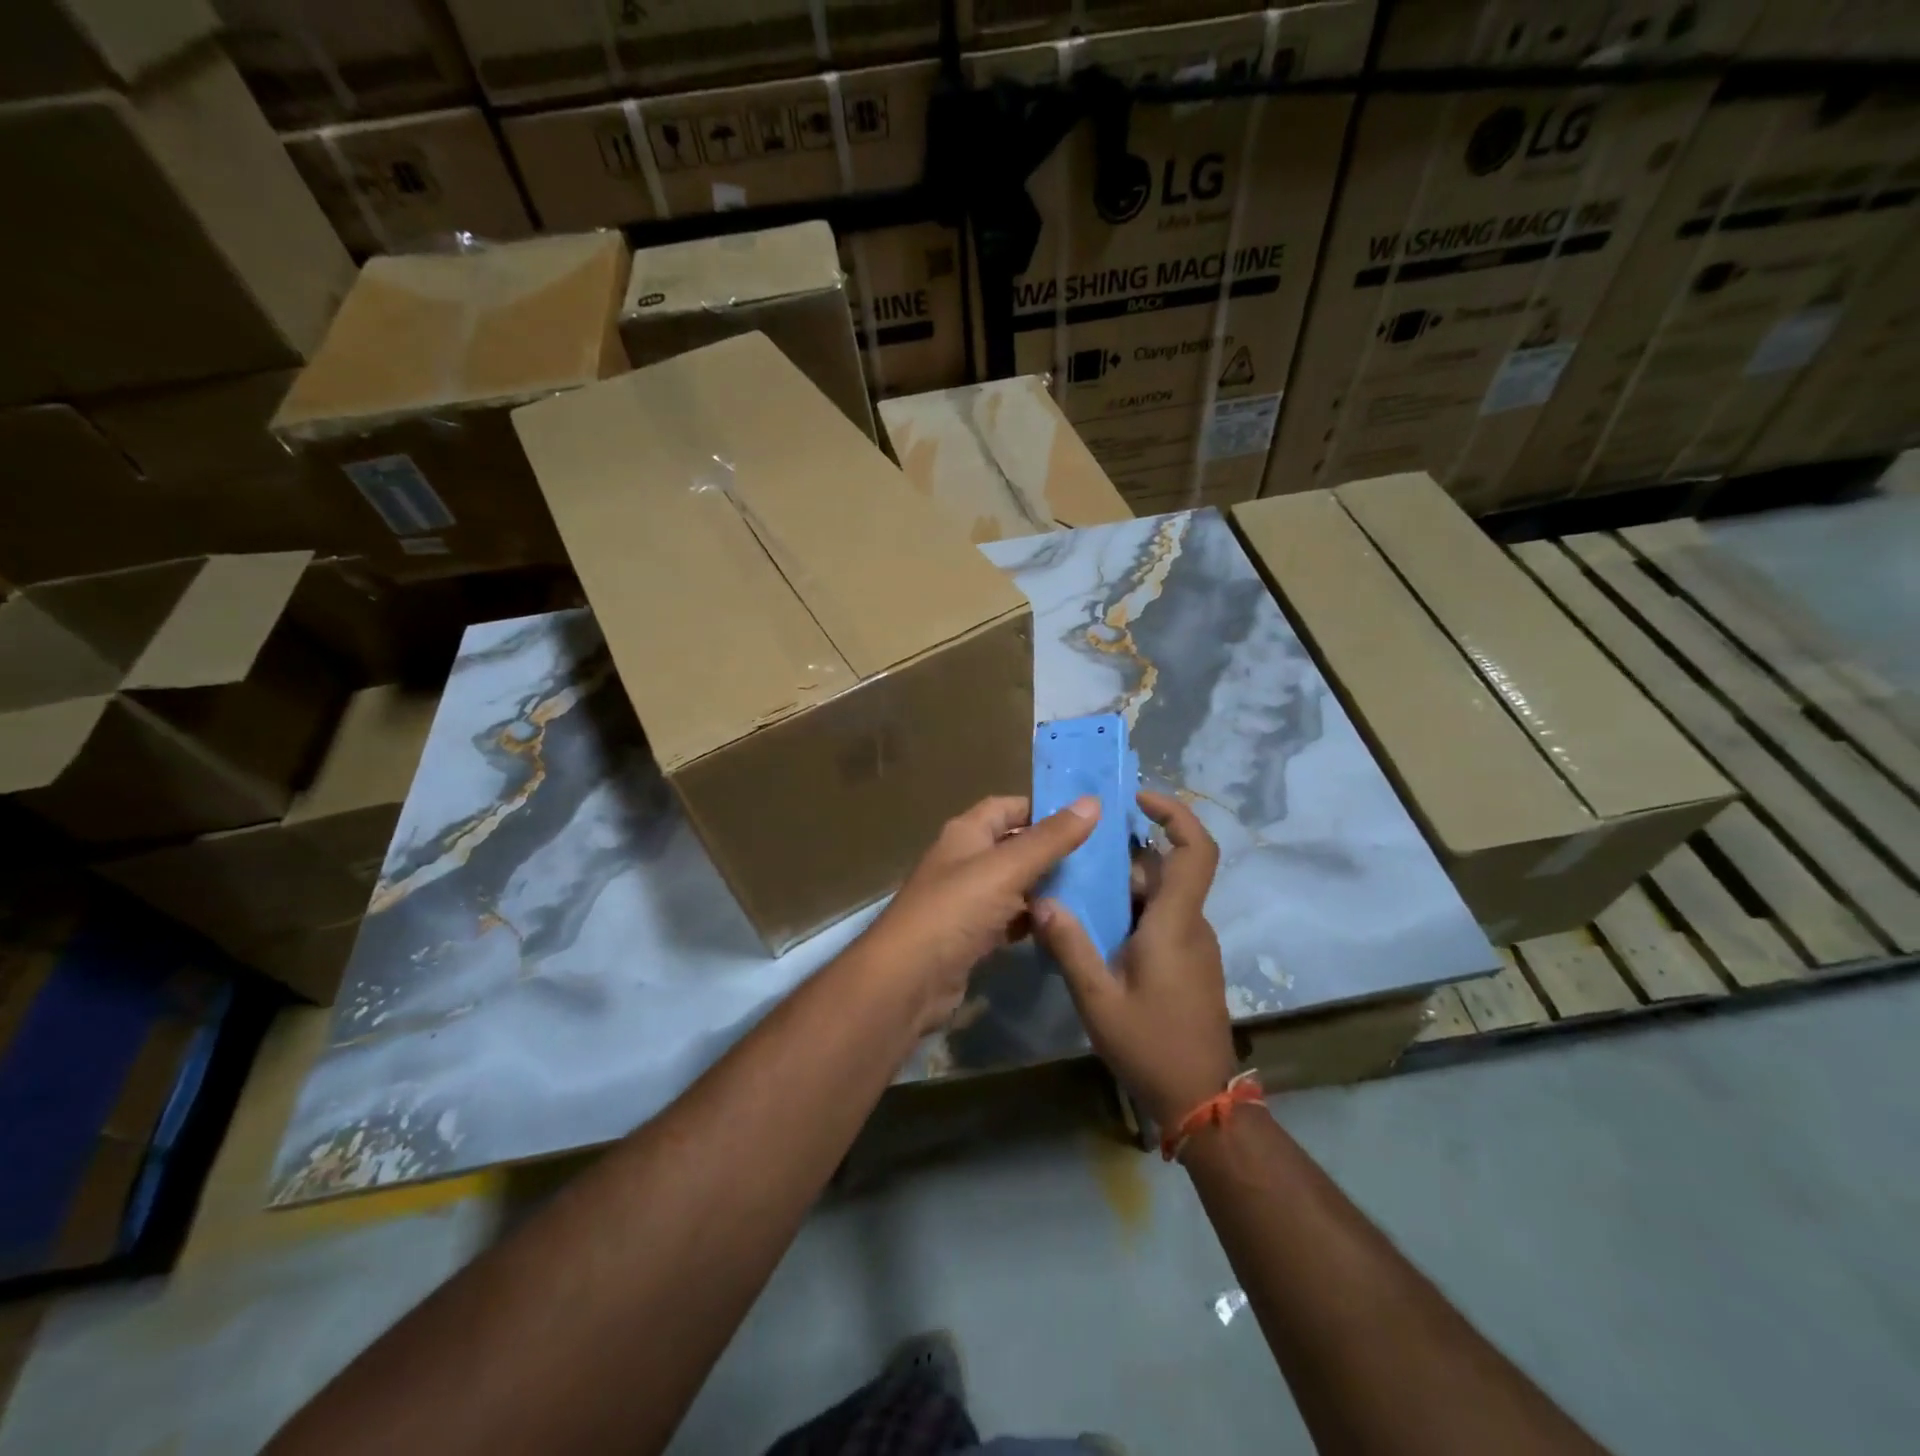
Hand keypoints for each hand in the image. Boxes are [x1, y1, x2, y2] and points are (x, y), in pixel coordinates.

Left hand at [863, 795, 1100, 1032]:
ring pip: (1013, 885)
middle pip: (1012, 846)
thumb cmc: (955, 910)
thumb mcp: (1007, 868)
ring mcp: (966, 901)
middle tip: (1100, 858)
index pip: (1007, 807)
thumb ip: (1050, 838)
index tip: (1087, 818)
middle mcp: (964, 861)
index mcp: (966, 833)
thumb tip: (1093, 802)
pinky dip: (1032, 921)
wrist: (909, 979)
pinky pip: (1008, 920)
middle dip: (1051, 850)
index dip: (1043, 809)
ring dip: (1045, 887)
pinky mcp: (971, 937)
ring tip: (1092, 890)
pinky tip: (1062, 926)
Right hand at [1034, 791, 1237, 1127]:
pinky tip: (1095, 931)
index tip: (1140, 799)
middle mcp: (1191, 925)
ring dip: (1123, 888)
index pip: (1195, 851)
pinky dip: (1131, 912)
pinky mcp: (1189, 964)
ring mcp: (1193, 945)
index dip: (1176, 814)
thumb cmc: (1151, 1045)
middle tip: (1078, 855)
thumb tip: (1042, 900)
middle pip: (1165, 870)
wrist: (1199, 1100)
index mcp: (1175, 923)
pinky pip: (1161, 920)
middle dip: (1125, 857)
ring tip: (1076, 891)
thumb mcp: (1098, 998)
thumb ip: (1069, 946)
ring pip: (1160, 897)